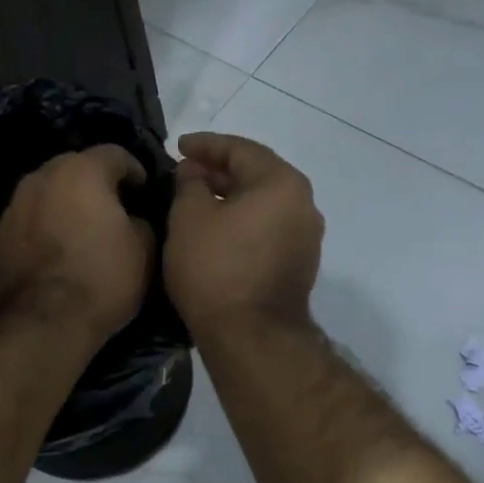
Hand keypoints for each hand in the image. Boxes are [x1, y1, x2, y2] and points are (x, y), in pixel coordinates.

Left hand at [0, 145, 155, 345]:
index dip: (136, 171)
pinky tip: (60, 251)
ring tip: (85, 231)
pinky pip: (33, 218)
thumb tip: (132, 219)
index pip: (116, 154)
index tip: (146, 193)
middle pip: (77, 168)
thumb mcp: (145, 250)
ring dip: (69, 204)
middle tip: (116, 210)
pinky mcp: (0, 233)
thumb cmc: (102, 278)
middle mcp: (43, 176)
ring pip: (51, 192)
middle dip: (98, 184)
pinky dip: (49, 226)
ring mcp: (15, 204)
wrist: (41, 322)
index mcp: (82, 170)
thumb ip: (143, 221)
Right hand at [166, 131, 323, 335]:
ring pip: (264, 203)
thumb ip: (189, 184)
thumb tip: (194, 173)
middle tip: (185, 174)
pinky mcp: (300, 264)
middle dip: (218, 171)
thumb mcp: (188, 218)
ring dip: (231, 197)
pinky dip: (244, 221)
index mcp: (281, 183)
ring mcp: (306, 237)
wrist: (251, 337)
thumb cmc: (215, 270)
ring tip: (197, 201)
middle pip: (257, 174)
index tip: (177, 146)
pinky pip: (269, 228)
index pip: (240, 149)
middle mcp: (304, 204)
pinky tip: (218, 229)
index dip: (204, 145)